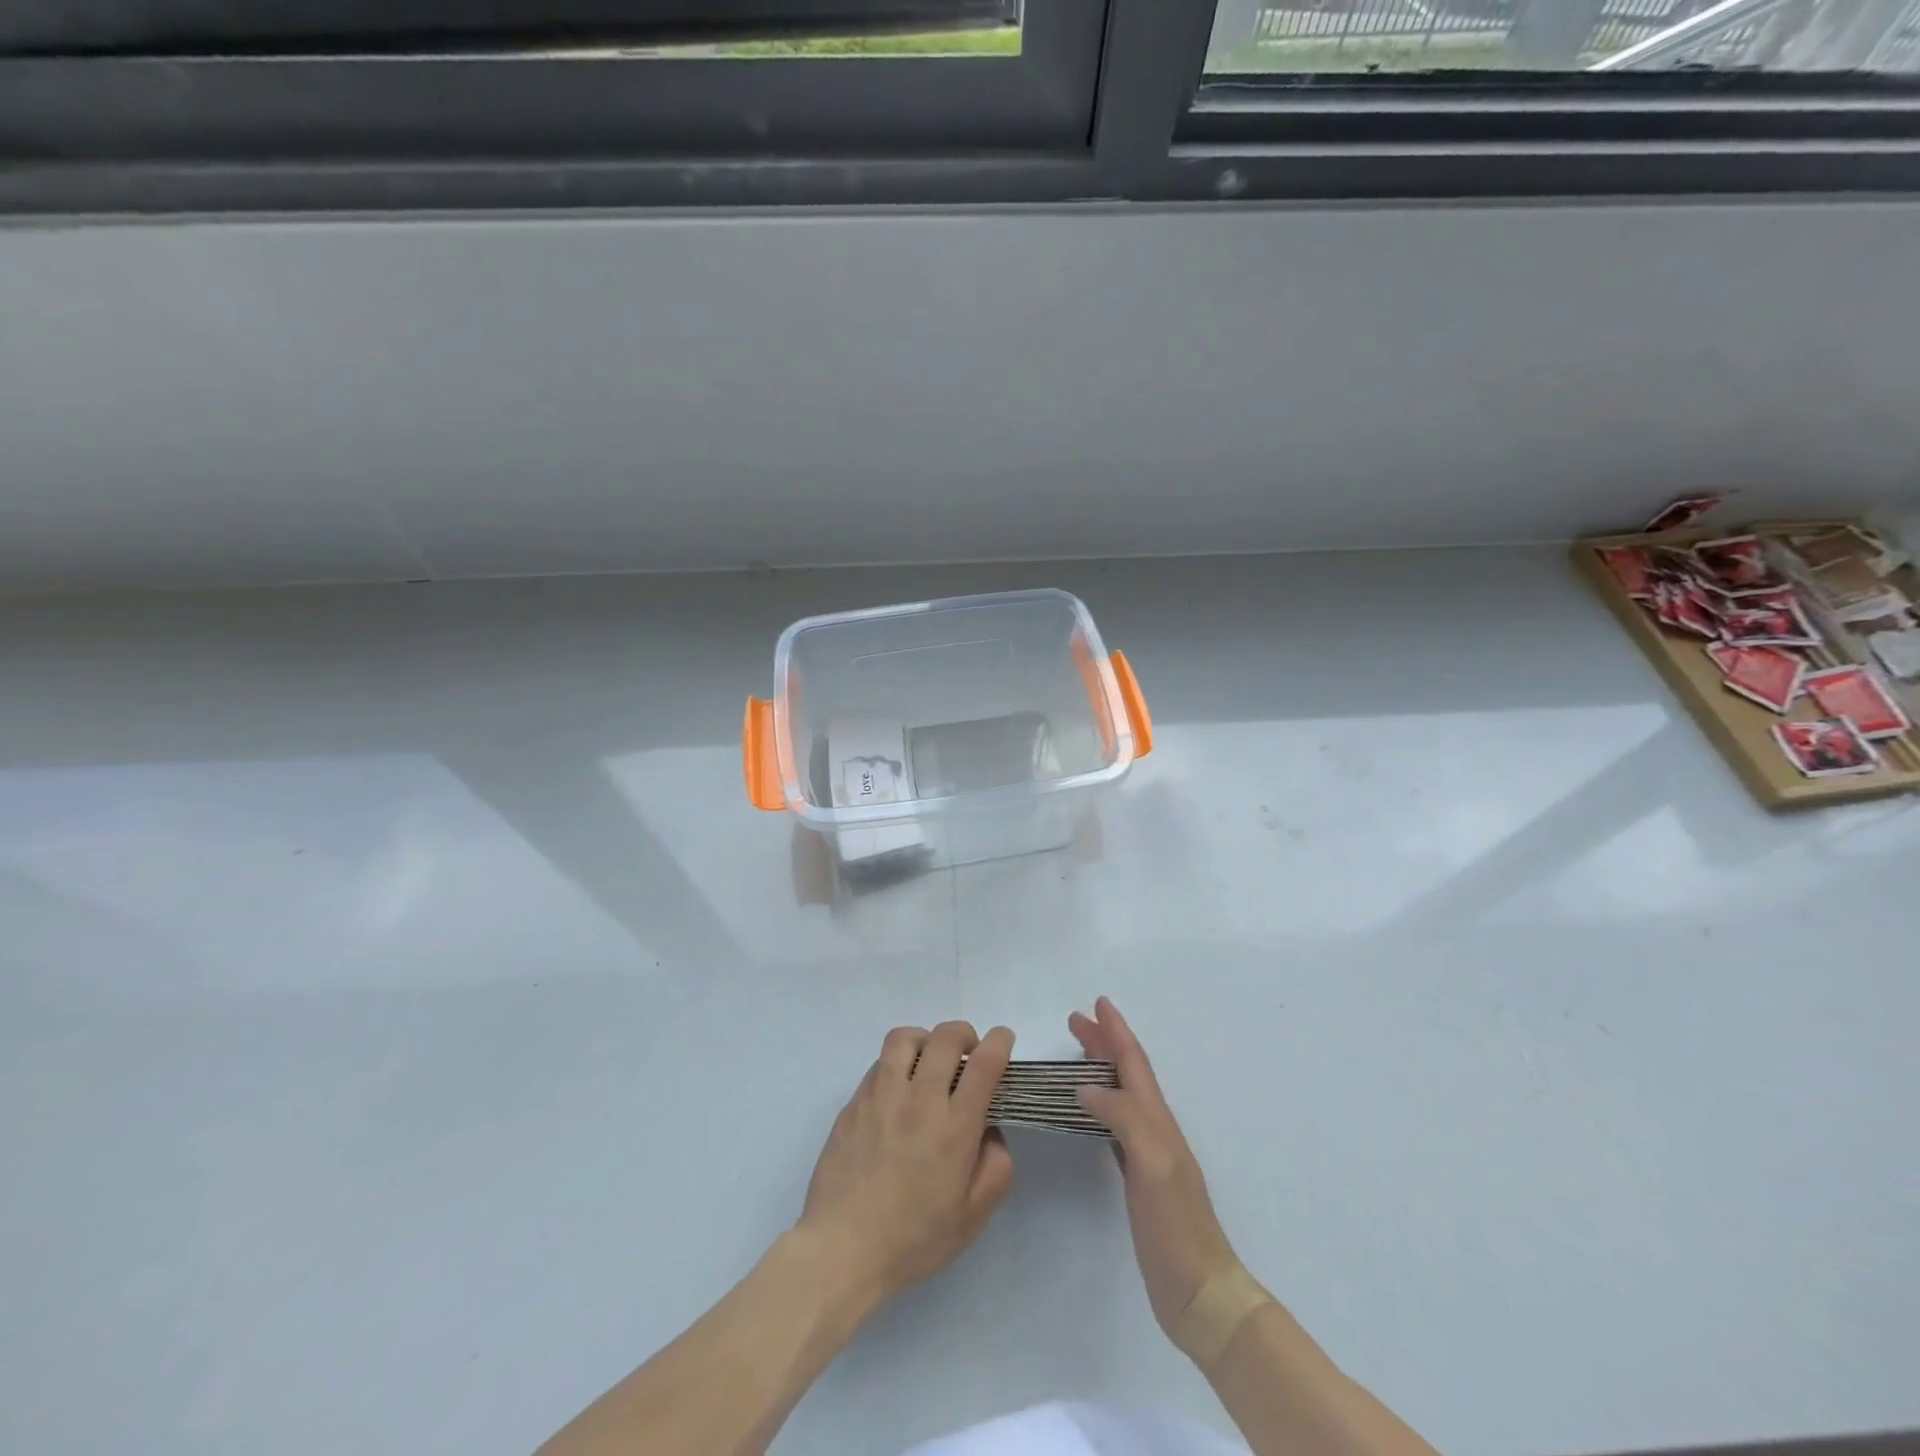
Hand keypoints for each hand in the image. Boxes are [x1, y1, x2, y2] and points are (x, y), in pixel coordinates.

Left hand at [798, 1021, 1016, 1310]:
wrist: (842, 1249)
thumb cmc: (913, 1239)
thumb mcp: (972, 1217)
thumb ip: (996, 1168)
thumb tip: (991, 1131)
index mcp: (954, 1126)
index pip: (984, 1063)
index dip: (999, 1042)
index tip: (1004, 1040)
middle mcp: (919, 1099)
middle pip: (946, 1037)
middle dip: (965, 1035)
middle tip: (969, 1053)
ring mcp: (881, 1095)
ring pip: (905, 1038)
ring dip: (926, 1040)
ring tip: (929, 1062)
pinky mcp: (854, 1102)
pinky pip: (878, 1063)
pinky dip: (896, 1064)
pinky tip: (898, 1091)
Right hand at [1071, 997, 1242, 1350]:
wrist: (1200, 1290)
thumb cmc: (1176, 1223)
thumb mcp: (1152, 1162)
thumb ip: (1123, 1117)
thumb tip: (1085, 1087)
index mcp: (1157, 1119)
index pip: (1133, 1063)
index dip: (1115, 1032)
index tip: (1097, 1003)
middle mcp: (1153, 1128)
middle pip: (1126, 1072)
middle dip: (1103, 1042)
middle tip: (1075, 1021)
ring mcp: (1147, 1153)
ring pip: (1120, 1094)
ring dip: (1100, 1068)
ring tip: (1077, 1053)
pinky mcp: (1138, 1178)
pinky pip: (1114, 1124)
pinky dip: (1100, 1104)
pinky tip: (1089, 1110)